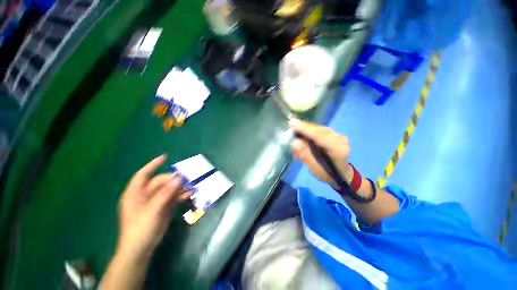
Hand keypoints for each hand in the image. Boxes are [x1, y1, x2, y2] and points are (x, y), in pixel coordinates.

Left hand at [116, 155, 188, 260]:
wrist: (141, 249)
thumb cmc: (140, 229)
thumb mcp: (152, 210)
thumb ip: (165, 193)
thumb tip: (179, 178)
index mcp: (135, 193)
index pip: (143, 174)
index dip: (153, 165)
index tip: (165, 157)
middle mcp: (145, 195)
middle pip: (161, 182)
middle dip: (174, 179)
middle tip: (188, 178)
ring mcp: (155, 202)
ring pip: (169, 189)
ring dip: (180, 187)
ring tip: (192, 185)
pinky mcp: (163, 208)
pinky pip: (173, 197)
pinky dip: (181, 195)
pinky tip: (190, 194)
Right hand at [289, 119, 352, 188]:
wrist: (341, 174)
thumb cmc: (327, 173)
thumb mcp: (314, 169)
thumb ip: (305, 155)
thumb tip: (295, 141)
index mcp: (338, 150)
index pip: (321, 136)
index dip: (306, 129)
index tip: (293, 123)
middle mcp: (340, 139)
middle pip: (319, 130)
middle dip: (303, 128)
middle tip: (290, 126)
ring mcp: (338, 135)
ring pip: (318, 128)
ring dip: (305, 131)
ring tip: (294, 136)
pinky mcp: (334, 134)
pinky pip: (319, 130)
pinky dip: (309, 133)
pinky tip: (302, 138)